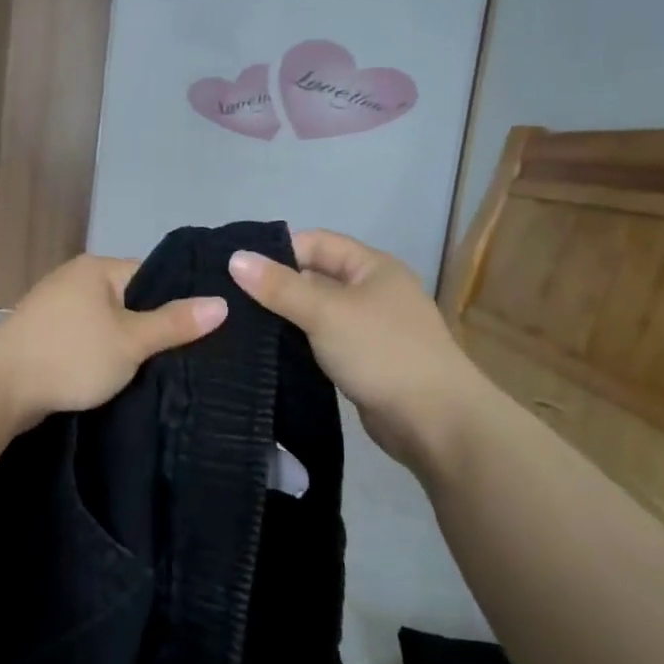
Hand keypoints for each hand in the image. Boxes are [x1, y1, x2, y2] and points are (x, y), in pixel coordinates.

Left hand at [0, 255, 227, 426]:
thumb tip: (222, 303)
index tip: (204, 328)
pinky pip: (85, 340)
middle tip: (189, 354)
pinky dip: (100, 355)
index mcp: (97, 269)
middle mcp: (75, 279)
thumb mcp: (131, 341)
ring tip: (160, 368)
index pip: (151, 275)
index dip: (178, 300)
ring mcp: (55, 308)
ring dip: (125, 344)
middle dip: (153, 326)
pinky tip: (119, 375)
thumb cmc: (70, 356)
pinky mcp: (43, 336)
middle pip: (129, 300)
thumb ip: (175, 323)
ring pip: (106, 323)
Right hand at [229, 230, 479, 464]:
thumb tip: (235, 258)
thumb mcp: (326, 313)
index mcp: (372, 267)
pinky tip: (265, 353)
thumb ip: (280, 287)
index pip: (317, 243)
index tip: (236, 269)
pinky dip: (297, 345)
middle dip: (275, 287)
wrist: (434, 421)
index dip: (278, 251)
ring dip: (284, 319)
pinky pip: (322, 343)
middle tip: (228, 299)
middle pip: (315, 278)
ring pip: (316, 314)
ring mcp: (369, 329)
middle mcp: (372, 292)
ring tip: (237, 325)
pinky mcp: (362, 362)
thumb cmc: (382, 352)